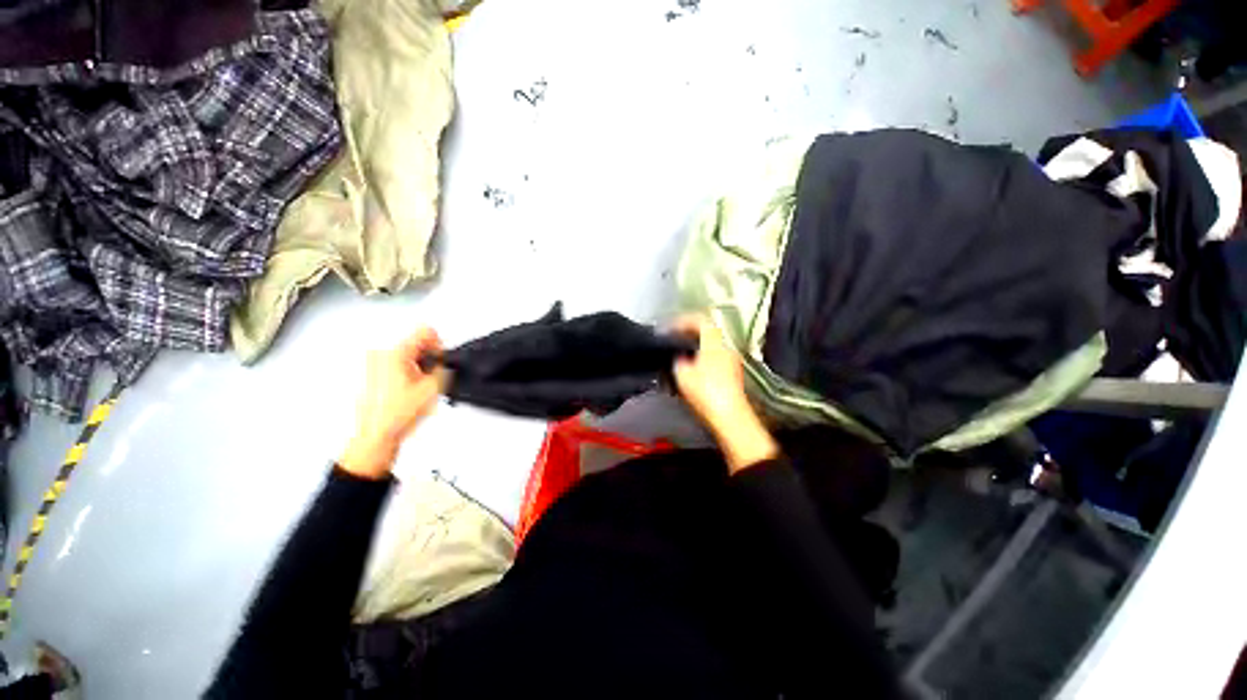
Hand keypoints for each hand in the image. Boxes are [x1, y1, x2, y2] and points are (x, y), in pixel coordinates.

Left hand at [340, 328, 446, 479]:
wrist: (376, 435)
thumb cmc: (397, 415)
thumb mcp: (433, 387)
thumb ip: (443, 366)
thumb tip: (444, 359)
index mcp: (394, 353)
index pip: (424, 331)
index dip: (438, 345)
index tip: (439, 360)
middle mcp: (379, 354)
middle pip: (414, 342)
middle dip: (427, 358)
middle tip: (429, 378)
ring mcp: (372, 364)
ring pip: (406, 354)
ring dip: (417, 367)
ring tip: (417, 387)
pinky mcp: (370, 373)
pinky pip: (395, 364)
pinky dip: (406, 373)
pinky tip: (407, 390)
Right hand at [671, 315, 777, 472]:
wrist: (730, 417)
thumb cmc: (706, 393)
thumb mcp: (683, 374)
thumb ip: (678, 360)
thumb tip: (680, 357)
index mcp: (714, 342)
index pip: (699, 321)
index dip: (682, 321)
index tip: (669, 328)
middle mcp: (726, 347)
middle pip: (707, 331)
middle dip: (689, 333)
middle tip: (674, 339)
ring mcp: (732, 360)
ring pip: (711, 345)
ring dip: (696, 346)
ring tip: (681, 354)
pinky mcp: (733, 373)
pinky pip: (715, 357)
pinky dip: (702, 357)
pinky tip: (692, 369)